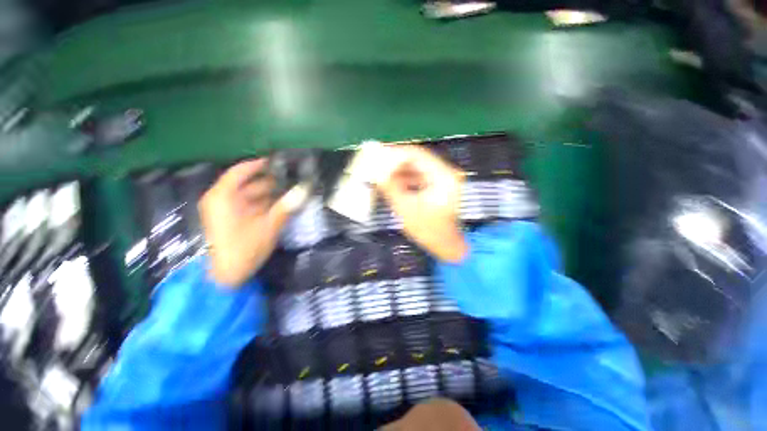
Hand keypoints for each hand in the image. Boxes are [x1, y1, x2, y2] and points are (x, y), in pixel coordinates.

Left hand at [199, 159, 308, 286]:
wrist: (225, 278)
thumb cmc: (243, 250)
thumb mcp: (267, 227)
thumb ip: (286, 207)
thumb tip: (304, 190)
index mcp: (223, 196)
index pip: (241, 171)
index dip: (260, 164)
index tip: (281, 161)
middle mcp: (222, 199)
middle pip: (248, 183)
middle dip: (271, 181)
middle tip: (293, 178)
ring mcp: (226, 209)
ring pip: (251, 195)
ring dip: (271, 193)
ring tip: (292, 190)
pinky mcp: (232, 219)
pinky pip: (250, 205)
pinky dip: (265, 203)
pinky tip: (282, 204)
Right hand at [376, 146, 467, 262]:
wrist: (445, 245)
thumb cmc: (429, 231)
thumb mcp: (407, 209)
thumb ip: (390, 188)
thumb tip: (373, 170)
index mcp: (443, 176)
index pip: (417, 155)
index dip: (395, 153)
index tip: (377, 154)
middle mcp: (445, 172)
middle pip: (416, 159)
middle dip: (394, 161)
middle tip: (375, 162)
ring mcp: (442, 178)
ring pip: (415, 167)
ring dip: (398, 169)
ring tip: (379, 171)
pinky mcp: (437, 185)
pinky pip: (417, 176)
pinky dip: (404, 177)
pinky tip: (390, 181)